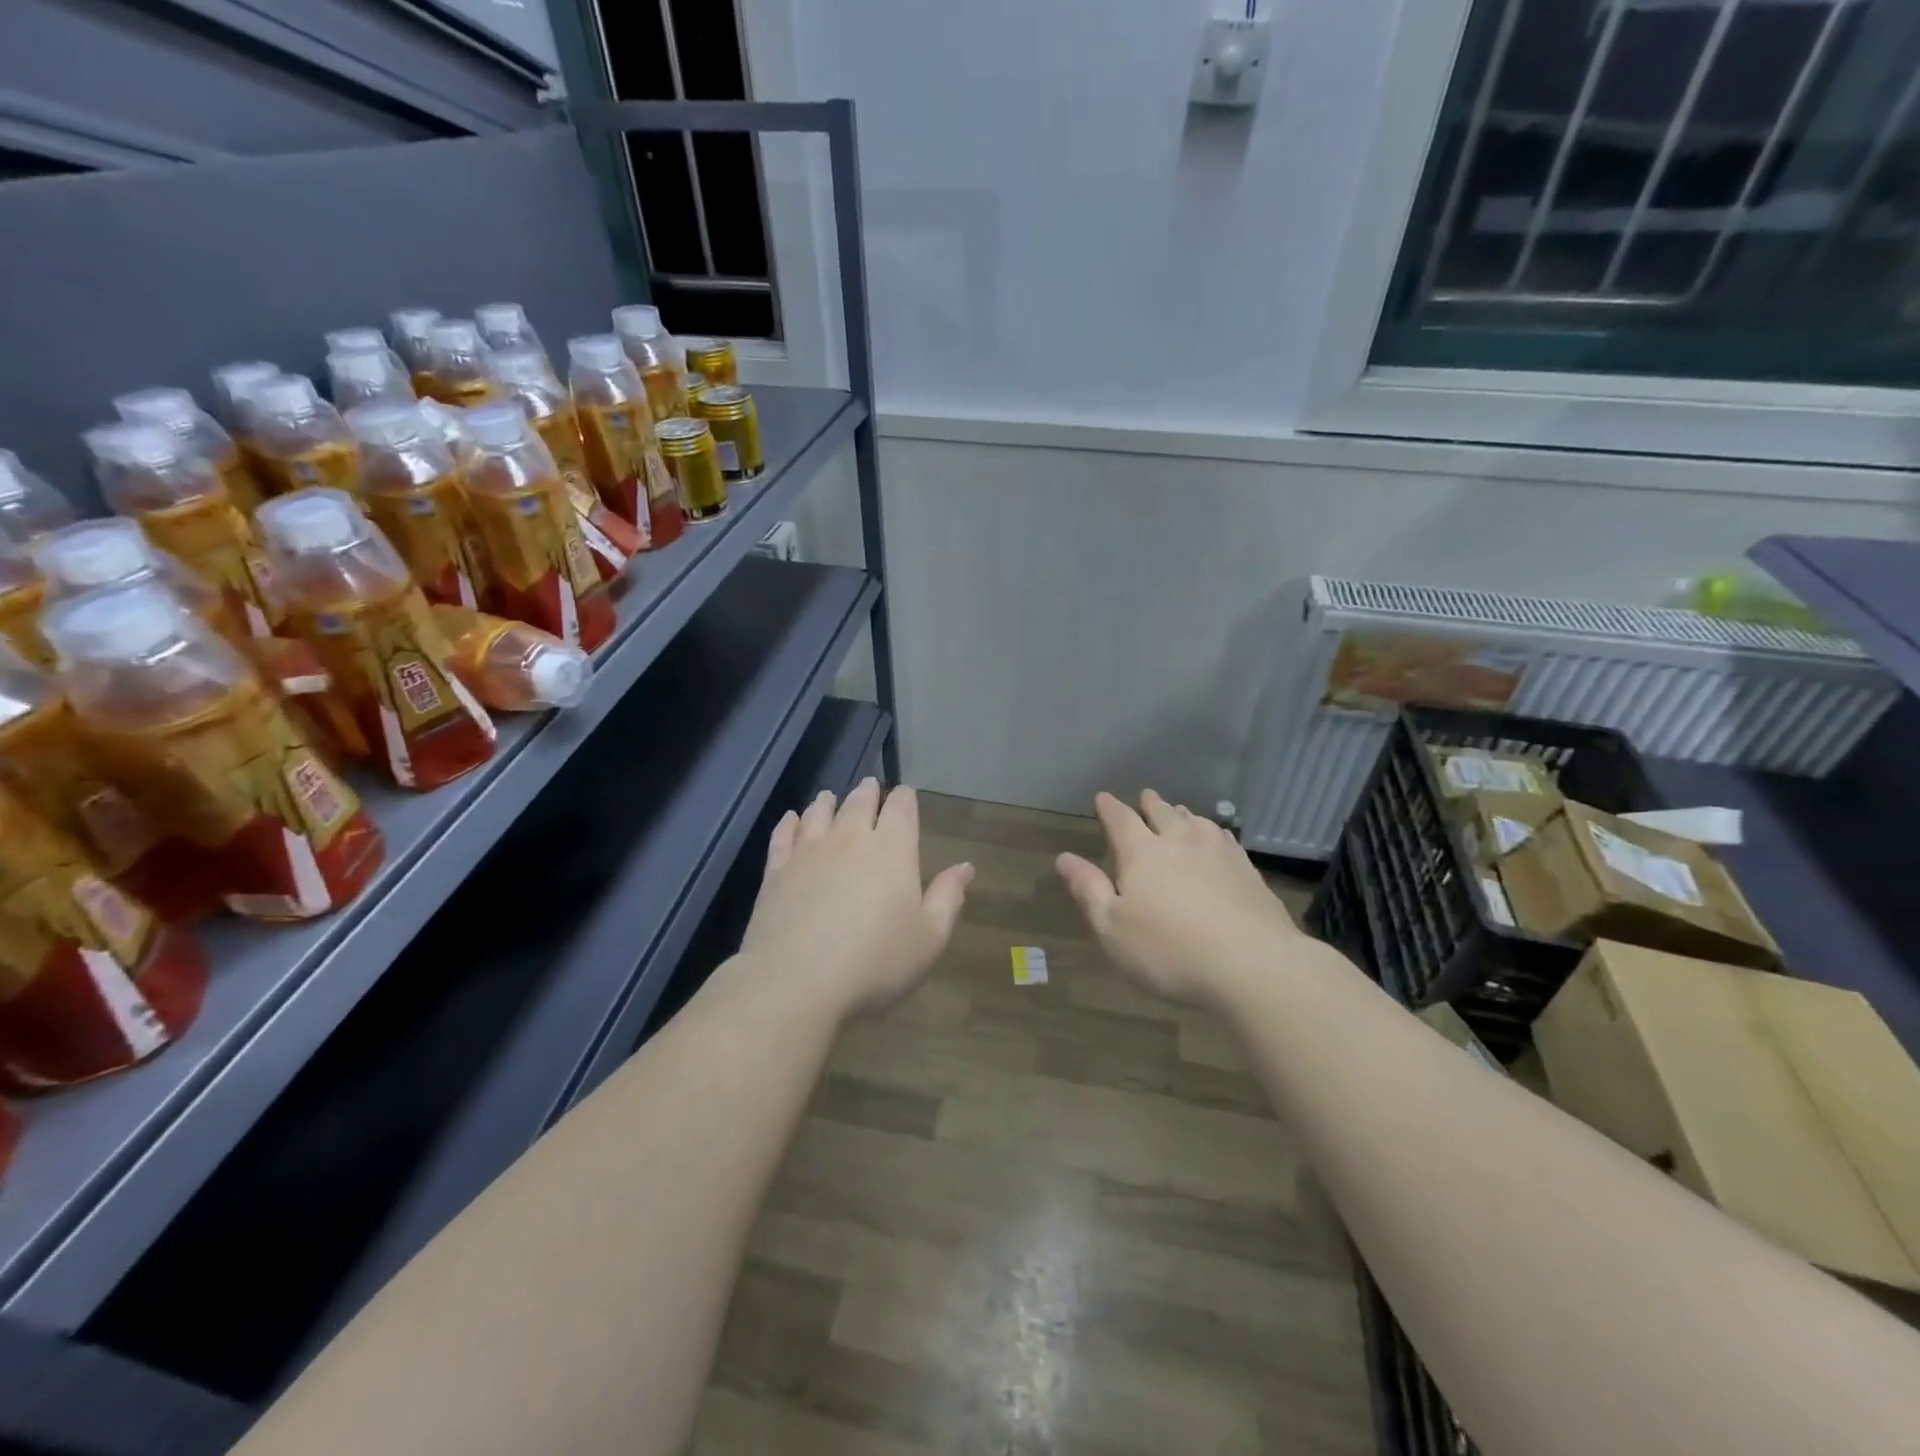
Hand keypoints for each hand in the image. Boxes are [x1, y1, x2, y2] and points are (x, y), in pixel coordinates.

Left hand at [741, 779, 973, 1020]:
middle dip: (868, 793)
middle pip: (859, 803)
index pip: (901, 809)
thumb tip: (965, 867)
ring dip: (828, 802)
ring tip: (830, 796)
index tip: (905, 794)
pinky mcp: (776, 871)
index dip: (904, 798)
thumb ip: (947, 898)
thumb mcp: (929, 938)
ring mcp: (809, 852)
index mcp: (893, 850)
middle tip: (870, 786)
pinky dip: (789, 823)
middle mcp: (850, 839)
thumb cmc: (876, 962)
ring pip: (819, 813)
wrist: (797, 982)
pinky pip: (784, 836)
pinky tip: (791, 819)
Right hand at [1057, 790, 1305, 1006]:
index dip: (1109, 808)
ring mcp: (1217, 853)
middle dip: (1149, 804)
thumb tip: (1064, 858)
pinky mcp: (1247, 870)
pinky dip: (1212, 830)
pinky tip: (1216, 836)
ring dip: (1182, 814)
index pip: (1120, 819)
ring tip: (1178, 810)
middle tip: (1145, 796)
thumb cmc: (1169, 951)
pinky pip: (1224, 838)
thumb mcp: (1112, 928)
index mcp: (1141, 853)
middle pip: (1162, 813)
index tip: (1102, 798)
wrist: (1252, 965)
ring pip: (1195, 821)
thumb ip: (1088, 890)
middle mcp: (1179, 842)